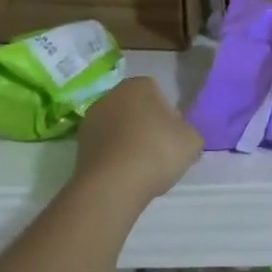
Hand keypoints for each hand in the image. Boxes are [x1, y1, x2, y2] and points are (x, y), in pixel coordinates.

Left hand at [76, 77, 202, 202]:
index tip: (175, 136)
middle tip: (161, 151)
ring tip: (143, 168)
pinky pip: (107, 147)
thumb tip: (181, 136)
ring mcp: (91, 120)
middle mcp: (111, 95)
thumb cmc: (156, 152)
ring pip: (120, 129)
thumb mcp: (192, 141)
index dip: (169, 115)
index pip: (159, 93)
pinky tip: (126, 176)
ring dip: (130, 142)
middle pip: (137, 109)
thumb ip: (189, 132)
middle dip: (148, 125)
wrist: (112, 187)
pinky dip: (116, 157)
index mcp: (138, 85)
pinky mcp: (79, 146)